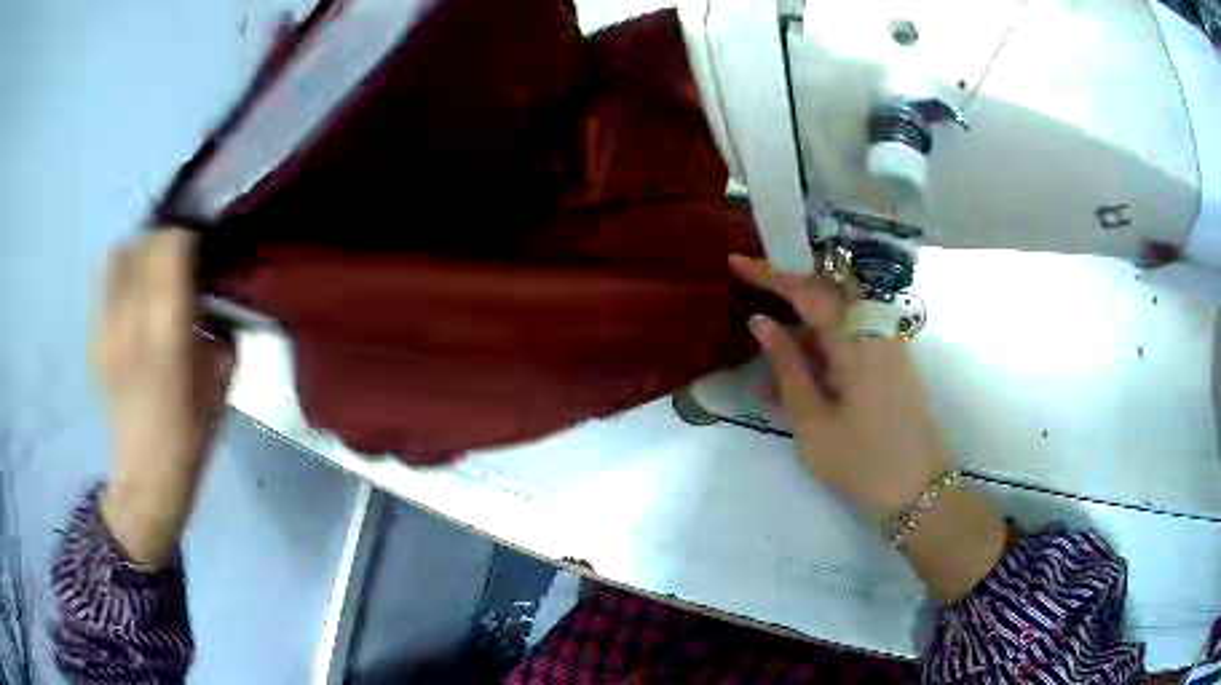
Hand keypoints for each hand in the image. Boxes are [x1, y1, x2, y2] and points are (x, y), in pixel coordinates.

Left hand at [90, 230, 233, 566]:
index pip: (170, 251)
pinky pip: (104, 285)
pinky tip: (132, 296)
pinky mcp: (95, 341)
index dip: (187, 239)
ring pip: (117, 258)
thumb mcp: (221, 384)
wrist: (146, 476)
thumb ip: (218, 331)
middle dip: (163, 242)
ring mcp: (107, 332)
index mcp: (167, 338)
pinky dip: (120, 275)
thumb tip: (212, 298)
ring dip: (138, 253)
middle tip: (177, 260)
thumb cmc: (190, 437)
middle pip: (141, 246)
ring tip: (151, 272)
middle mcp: (131, 325)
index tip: (200, 251)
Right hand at [730, 254, 1005, 602]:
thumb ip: (787, 367)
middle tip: (753, 292)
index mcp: (856, 340)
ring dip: (805, 322)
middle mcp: (876, 330)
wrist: (919, 491)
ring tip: (771, 350)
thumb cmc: (861, 461)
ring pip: (841, 315)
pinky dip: (824, 344)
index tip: (736, 263)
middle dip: (790, 288)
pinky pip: (854, 337)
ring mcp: (889, 345)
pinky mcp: (893, 363)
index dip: (770, 274)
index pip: (808, 291)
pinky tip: (801, 371)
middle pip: (829, 291)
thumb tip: (760, 323)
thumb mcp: (812, 421)